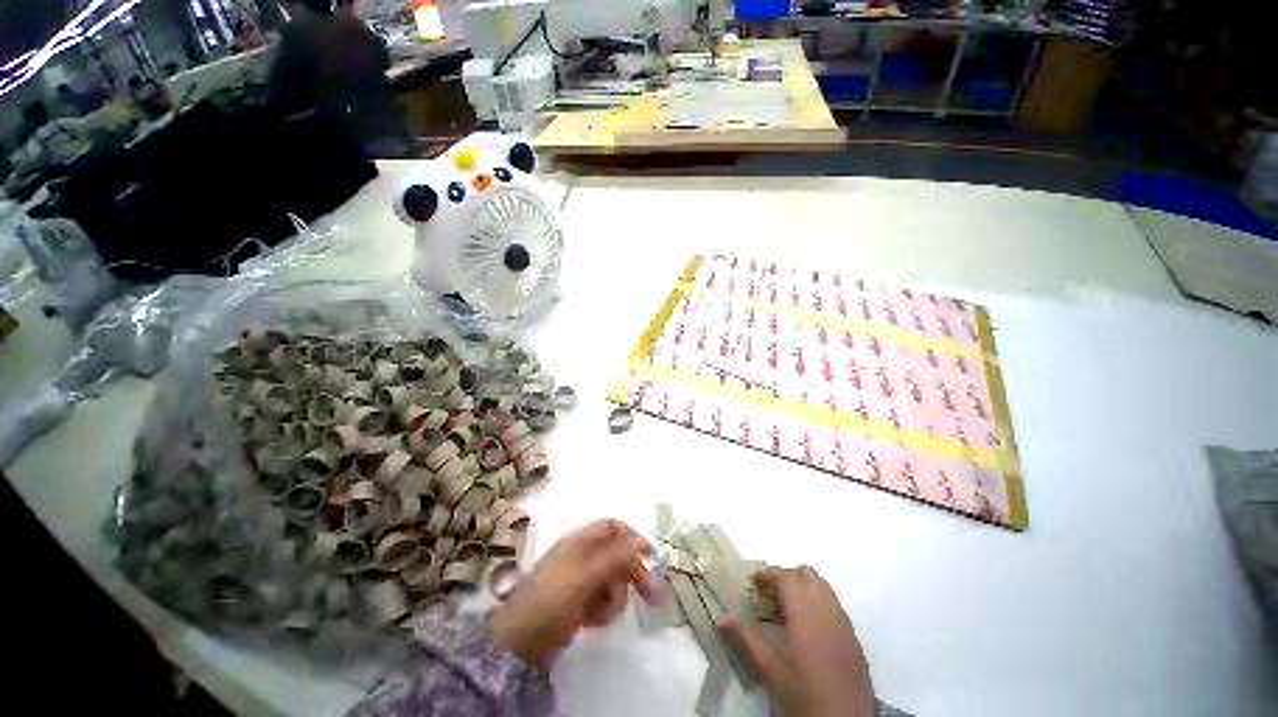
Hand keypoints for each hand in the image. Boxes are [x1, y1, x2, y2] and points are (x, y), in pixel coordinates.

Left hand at [491, 519, 650, 670]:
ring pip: (613, 581)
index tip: (649, 555)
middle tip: (650, 596)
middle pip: (617, 556)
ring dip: (613, 599)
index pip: (612, 527)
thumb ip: (617, 556)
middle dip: (630, 576)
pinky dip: (603, 611)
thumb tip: (643, 541)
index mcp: (581, 541)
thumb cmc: (554, 598)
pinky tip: (591, 622)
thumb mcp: (587, 574)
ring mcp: (582, 580)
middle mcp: (583, 556)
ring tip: (599, 615)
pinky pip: (603, 601)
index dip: (631, 536)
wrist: (521, 642)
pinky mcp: (580, 602)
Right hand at [719, 567, 873, 716]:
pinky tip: (806, 627)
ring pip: (822, 587)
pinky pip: (833, 604)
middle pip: (807, 576)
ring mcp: (844, 623)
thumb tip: (721, 618)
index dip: (768, 575)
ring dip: (803, 588)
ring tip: (786, 609)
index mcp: (806, 614)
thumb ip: (746, 639)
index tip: (753, 584)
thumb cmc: (805, 695)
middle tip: (768, 595)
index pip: (787, 577)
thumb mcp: (770, 669)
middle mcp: (827, 610)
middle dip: (786, 578)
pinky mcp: (854, 638)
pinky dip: (817, 602)